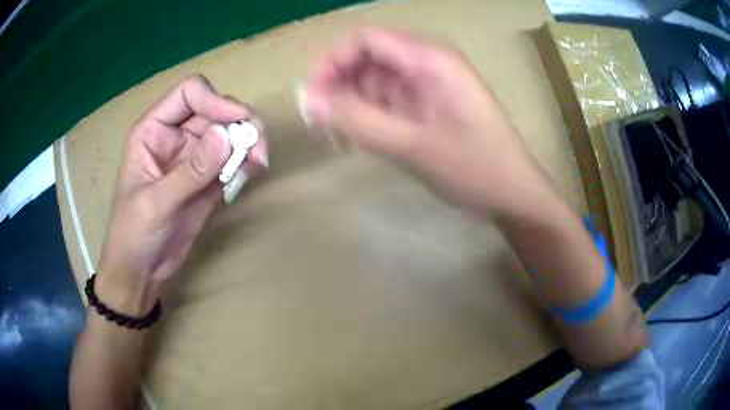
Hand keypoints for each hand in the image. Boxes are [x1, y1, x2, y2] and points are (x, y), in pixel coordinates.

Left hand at [97, 75, 267, 314]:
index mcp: (154, 130)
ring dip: (249, 142)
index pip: (190, 94)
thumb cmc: (133, 234)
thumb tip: (227, 137)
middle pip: (216, 111)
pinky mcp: (209, 180)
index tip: (237, 122)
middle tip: (257, 148)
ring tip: (259, 163)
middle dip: (240, 123)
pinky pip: (233, 162)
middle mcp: (176, 136)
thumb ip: (191, 171)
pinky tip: (254, 172)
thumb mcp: (156, 203)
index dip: (215, 101)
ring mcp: (195, 158)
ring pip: (229, 134)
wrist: (142, 272)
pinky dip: (247, 163)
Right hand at [305, 28, 554, 220]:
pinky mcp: (428, 105)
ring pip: (375, 80)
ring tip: (338, 135)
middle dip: (338, 84)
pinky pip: (388, 99)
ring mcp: (428, 84)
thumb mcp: (411, 145)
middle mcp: (427, 63)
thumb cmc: (474, 168)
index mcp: (429, 58)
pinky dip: (369, 114)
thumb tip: (308, 101)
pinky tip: (360, 136)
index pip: (365, 40)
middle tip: (320, 122)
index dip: (331, 62)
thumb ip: (357, 120)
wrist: (512, 194)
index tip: (312, 98)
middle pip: (367, 58)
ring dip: (351, 102)